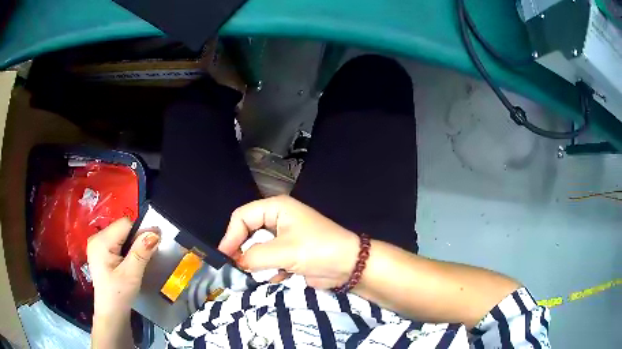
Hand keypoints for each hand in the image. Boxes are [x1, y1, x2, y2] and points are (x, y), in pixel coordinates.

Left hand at [87, 217, 159, 317]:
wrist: (111, 313)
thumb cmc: (119, 295)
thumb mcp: (131, 274)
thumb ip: (141, 252)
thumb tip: (155, 233)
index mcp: (101, 241)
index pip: (125, 224)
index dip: (140, 233)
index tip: (151, 248)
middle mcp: (96, 237)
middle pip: (122, 229)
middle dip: (136, 241)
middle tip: (144, 260)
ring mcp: (97, 244)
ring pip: (121, 235)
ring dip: (132, 246)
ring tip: (135, 264)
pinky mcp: (100, 251)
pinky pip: (116, 242)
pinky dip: (126, 250)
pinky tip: (128, 264)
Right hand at [218, 195, 359, 288]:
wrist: (349, 266)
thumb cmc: (318, 250)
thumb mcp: (284, 251)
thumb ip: (255, 256)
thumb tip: (236, 262)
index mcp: (276, 208)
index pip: (243, 216)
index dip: (231, 235)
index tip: (225, 256)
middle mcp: (278, 220)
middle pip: (248, 233)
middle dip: (243, 251)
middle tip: (236, 268)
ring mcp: (283, 238)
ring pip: (257, 249)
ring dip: (256, 263)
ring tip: (257, 274)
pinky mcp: (289, 255)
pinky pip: (269, 261)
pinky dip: (269, 270)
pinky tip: (277, 278)